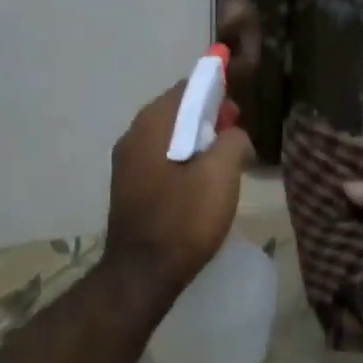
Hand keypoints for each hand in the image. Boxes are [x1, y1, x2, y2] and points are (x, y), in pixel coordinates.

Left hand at [105, 82, 254, 302]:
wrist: (143, 273)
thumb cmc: (184, 219)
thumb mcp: (221, 174)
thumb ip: (233, 141)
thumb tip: (234, 135)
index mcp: (151, 125)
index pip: (185, 89)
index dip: (215, 91)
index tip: (237, 108)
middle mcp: (132, 137)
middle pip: (175, 113)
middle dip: (207, 118)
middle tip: (236, 135)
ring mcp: (126, 165)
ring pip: (167, 139)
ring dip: (196, 142)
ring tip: (224, 161)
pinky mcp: (128, 189)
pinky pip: (160, 161)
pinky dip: (182, 161)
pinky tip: (201, 182)